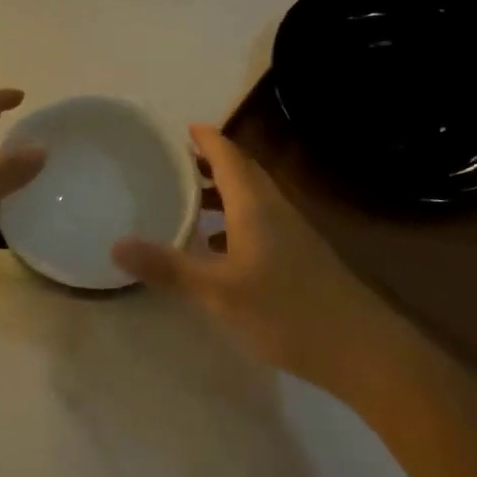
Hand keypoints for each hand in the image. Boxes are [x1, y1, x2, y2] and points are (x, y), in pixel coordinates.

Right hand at [112, 124, 396, 395]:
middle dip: (211, 161)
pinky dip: (236, 219)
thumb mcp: (217, 292)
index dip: (206, 138)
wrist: (361, 348)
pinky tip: (220, 248)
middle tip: (178, 161)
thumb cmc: (285, 310)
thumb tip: (116, 245)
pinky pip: (261, 220)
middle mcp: (274, 208)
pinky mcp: (301, 256)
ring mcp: (292, 232)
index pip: (228, 154)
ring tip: (191, 199)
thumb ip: (168, 267)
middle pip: (242, 171)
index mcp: (254, 204)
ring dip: (223, 191)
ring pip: (253, 197)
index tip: (183, 128)